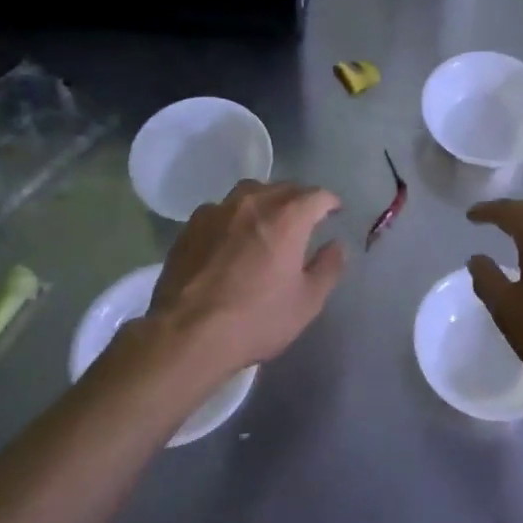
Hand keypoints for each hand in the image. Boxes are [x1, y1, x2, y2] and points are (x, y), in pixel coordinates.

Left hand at [145, 180, 345, 379]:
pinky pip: (220, 210)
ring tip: (267, 222)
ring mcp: (217, 211)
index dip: (330, 203)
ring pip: (249, 193)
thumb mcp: (307, 302)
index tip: (335, 213)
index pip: (317, 195)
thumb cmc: (256, 319)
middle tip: (305, 220)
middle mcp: (253, 203)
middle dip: (299, 199)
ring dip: (265, 201)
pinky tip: (231, 239)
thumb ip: (328, 267)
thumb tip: (335, 245)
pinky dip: (234, 217)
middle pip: (283, 187)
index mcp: (288, 217)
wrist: (187, 334)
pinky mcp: (191, 226)